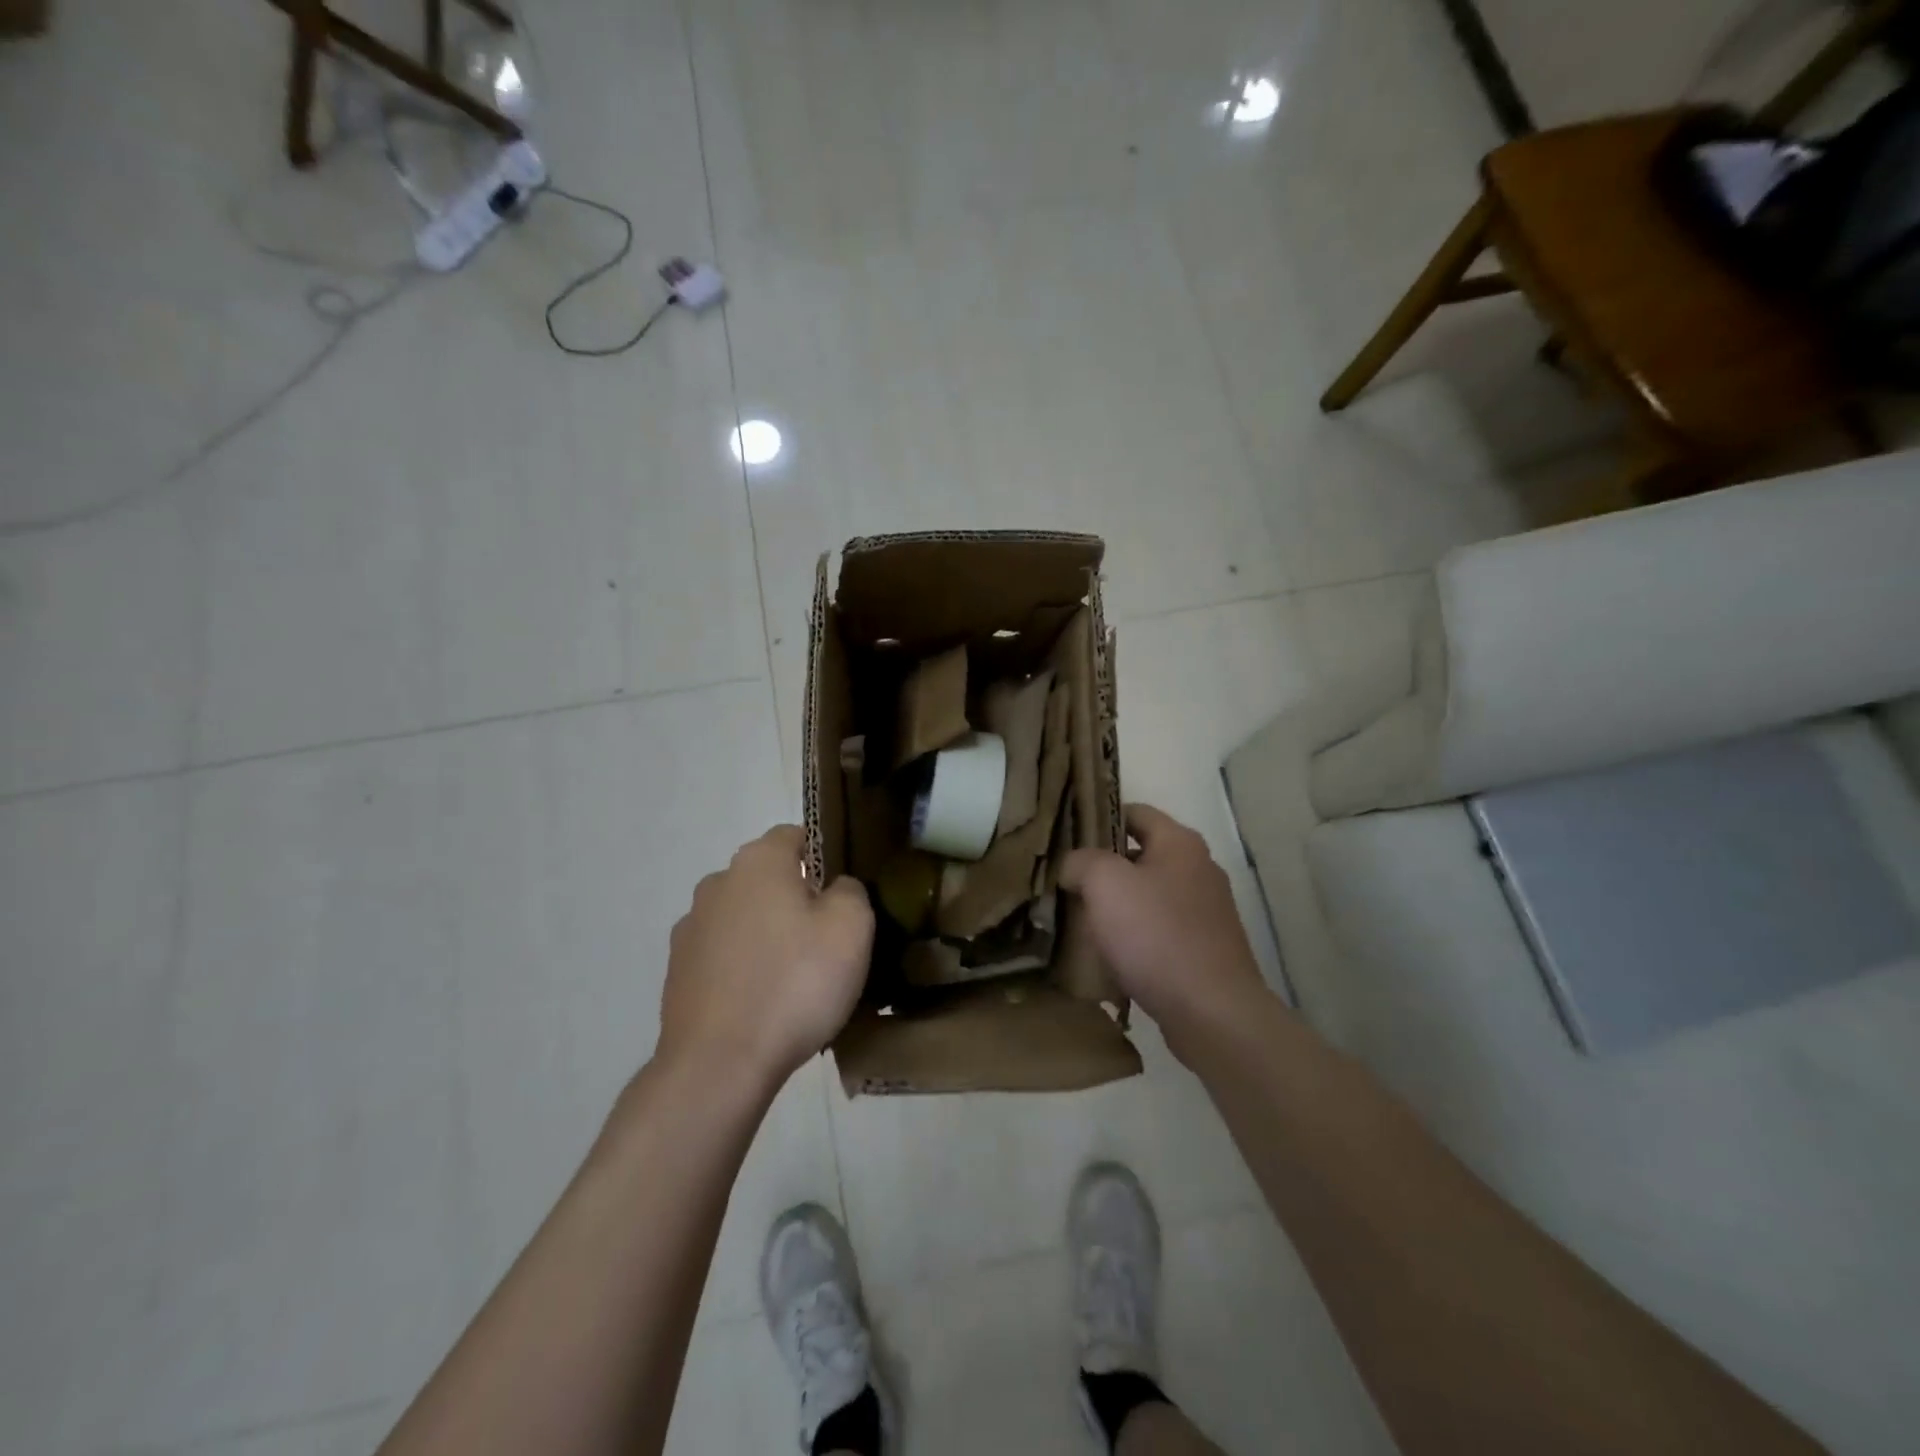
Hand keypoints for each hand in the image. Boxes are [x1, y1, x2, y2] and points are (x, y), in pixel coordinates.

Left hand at [659, 826, 873, 1089]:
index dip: (825, 857)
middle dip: (797, 899)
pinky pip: (725, 956)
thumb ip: (850, 890)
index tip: (844, 894)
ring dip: (768, 935)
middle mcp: (718, 883)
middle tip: (828, 941)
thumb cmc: (795, 983)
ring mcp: (691, 928)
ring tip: (796, 980)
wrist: (719, 1065)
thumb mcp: (851, 927)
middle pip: (768, 878)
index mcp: (758, 862)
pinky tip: (765, 1004)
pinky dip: (744, 968)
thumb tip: (835, 888)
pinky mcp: (679, 972)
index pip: (795, 836)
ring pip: (745, 918)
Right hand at [1059, 804, 1271, 1063]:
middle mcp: (1199, 869)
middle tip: (1066, 881)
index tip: (1067, 837)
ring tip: (1081, 920)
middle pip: (1141, 855)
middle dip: (1104, 867)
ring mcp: (1207, 912)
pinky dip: (1136, 937)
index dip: (1099, 819)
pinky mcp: (1206, 949)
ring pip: (1149, 896)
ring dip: (1118, 905)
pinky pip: (1160, 931)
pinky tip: (1111, 955)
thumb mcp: (1104, 883)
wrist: (1212, 1012)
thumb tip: (1073, 867)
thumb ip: (1080, 861)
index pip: (1135, 812)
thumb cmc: (1156, 935)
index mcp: (1180, 843)